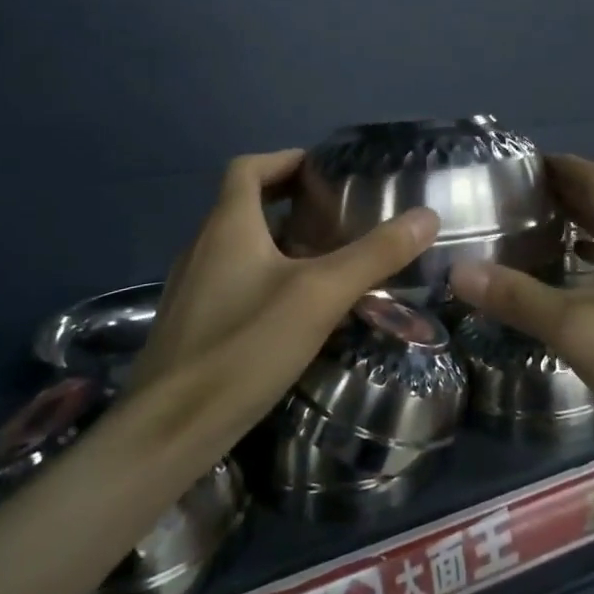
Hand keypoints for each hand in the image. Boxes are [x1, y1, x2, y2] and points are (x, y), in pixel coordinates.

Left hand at [127, 150, 439, 451]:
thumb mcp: (320, 296)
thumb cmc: (244, 347)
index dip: (284, 160)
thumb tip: (427, 216)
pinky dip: (264, 277)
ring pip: (239, 246)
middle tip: (336, 217)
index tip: (322, 171)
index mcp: (227, 225)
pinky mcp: (191, 324)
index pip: (248, 168)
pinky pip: (232, 281)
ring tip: (325, 260)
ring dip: (279, 241)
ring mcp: (191, 288)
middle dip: (290, 202)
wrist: (167, 433)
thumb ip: (375, 254)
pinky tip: (294, 312)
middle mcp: (203, 246)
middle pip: (244, 205)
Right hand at [448, 155, 593, 467]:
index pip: (591, 173)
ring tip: (545, 233)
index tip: (519, 167)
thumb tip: (458, 271)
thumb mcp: (576, 331)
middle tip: (519, 201)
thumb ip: (517, 298)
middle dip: (566, 192)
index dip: (556, 165)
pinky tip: (589, 277)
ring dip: (588, 221)